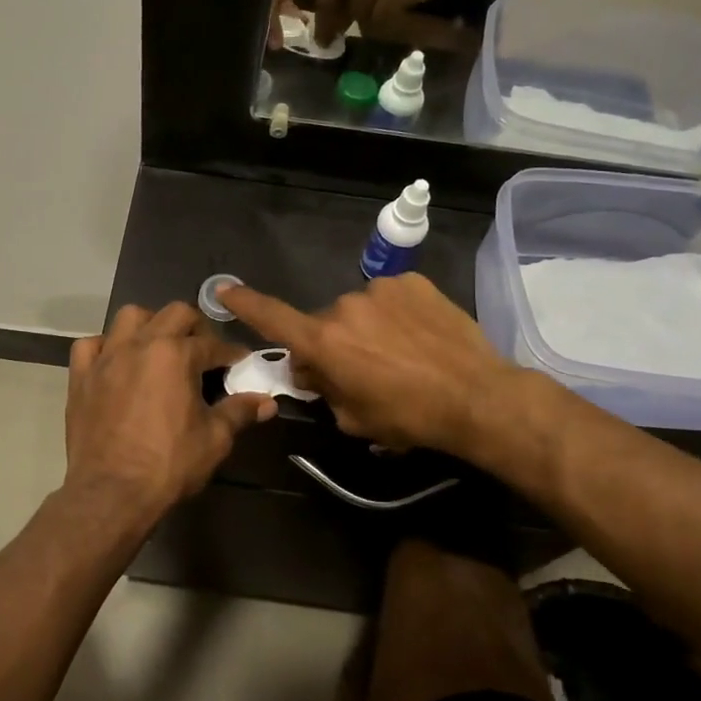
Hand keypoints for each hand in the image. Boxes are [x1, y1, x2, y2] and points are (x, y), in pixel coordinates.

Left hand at [63, 303, 275, 527]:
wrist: (111, 493)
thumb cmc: (168, 464)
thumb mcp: (214, 439)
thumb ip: (240, 412)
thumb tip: (268, 402)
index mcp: (176, 354)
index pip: (213, 344)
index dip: (231, 354)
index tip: (239, 364)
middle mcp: (140, 344)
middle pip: (175, 314)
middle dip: (195, 327)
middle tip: (203, 353)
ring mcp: (106, 357)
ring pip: (129, 317)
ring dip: (150, 325)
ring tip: (159, 348)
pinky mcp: (81, 376)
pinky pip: (90, 345)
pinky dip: (105, 346)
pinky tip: (116, 362)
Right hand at [218, 274, 518, 454]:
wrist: (478, 397)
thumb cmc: (410, 418)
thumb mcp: (355, 418)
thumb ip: (325, 390)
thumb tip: (312, 370)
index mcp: (325, 342)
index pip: (273, 318)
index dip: (245, 304)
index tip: (223, 288)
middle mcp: (344, 307)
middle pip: (324, 324)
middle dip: (333, 344)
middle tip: (362, 371)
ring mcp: (380, 290)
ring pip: (359, 310)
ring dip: (367, 328)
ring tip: (401, 354)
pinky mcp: (412, 282)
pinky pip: (390, 298)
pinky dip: (396, 314)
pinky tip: (420, 336)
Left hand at [276, 0, 492, 44]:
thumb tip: (307, 12)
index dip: (279, 4)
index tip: (274, 35)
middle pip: (326, 0)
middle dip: (325, 25)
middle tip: (326, 40)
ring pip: (355, 13)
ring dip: (365, 21)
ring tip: (380, 10)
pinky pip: (379, 19)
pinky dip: (386, 23)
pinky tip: (399, 10)